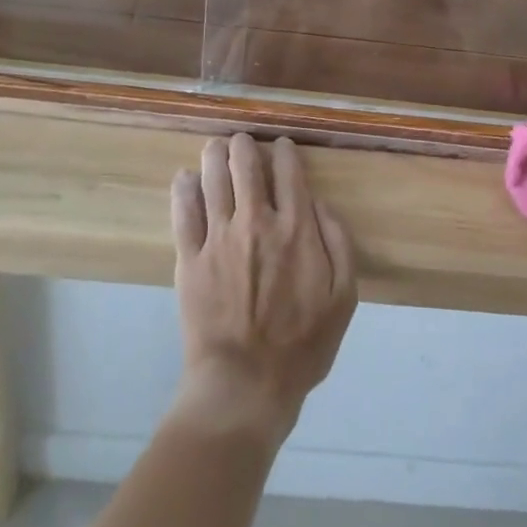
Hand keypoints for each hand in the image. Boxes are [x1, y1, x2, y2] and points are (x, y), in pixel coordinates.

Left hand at [170, 134, 357, 440]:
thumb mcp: (343, 298)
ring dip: (213, 155)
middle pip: (246, 164)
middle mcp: (257, 221)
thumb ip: (339, 244)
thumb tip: (322, 205)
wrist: (245, 385)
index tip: (281, 146)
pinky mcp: (190, 257)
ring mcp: (219, 237)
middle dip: (243, 145)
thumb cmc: (301, 346)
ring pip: (213, 178)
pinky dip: (183, 188)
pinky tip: (185, 178)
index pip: (289, 172)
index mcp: (297, 229)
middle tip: (241, 141)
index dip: (284, 151)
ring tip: (214, 148)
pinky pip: (183, 211)